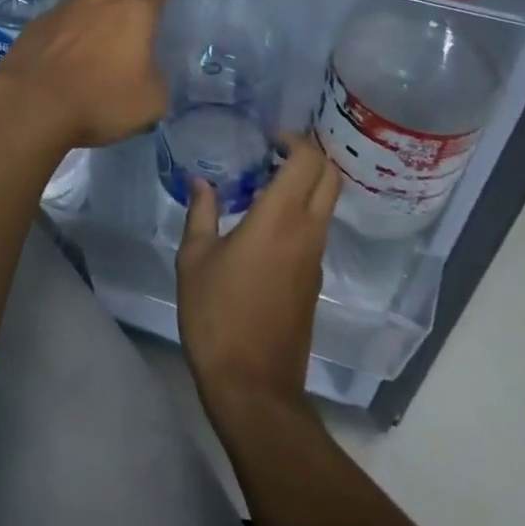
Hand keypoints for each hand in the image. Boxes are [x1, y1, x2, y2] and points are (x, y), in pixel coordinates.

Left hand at [0, 0, 178, 150]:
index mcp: (135, 12)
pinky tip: (78, 20)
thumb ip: (156, 78)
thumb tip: (149, 70)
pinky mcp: (40, 20)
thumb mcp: (150, 102)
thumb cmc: (99, 101)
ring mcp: (66, 6)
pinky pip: (67, 4)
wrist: (32, 103)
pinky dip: (80, 5)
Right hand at [176, 135, 340, 419]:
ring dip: (305, 184)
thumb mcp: (194, 259)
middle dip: (309, 155)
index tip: (268, 137)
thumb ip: (201, 213)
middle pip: (330, 177)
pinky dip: (300, 211)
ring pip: (326, 204)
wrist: (254, 388)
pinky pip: (316, 230)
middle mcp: (307, 232)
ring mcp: (315, 259)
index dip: (295, 139)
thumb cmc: (218, 316)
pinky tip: (264, 222)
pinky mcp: (313, 281)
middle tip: (273, 151)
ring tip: (262, 183)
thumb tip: (200, 182)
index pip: (308, 161)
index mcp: (280, 218)